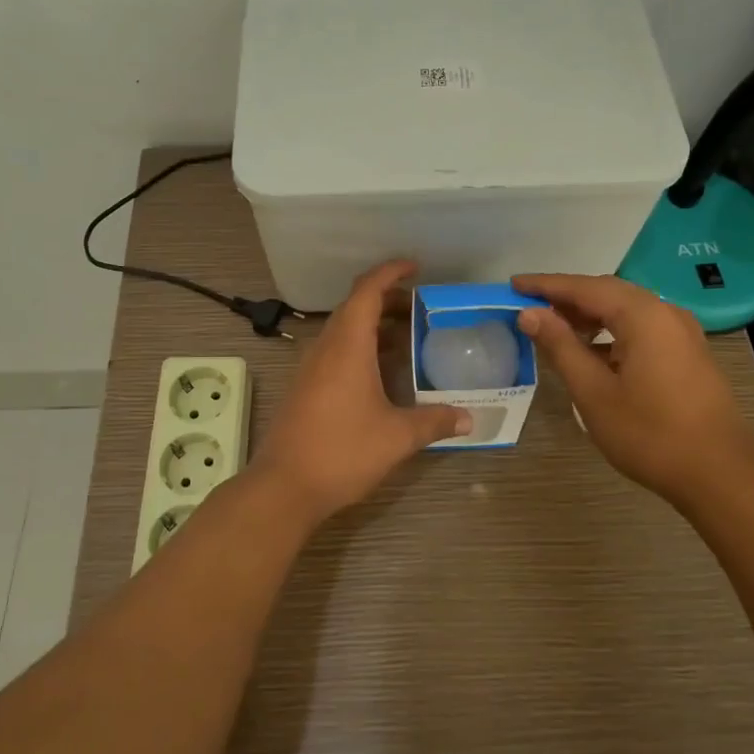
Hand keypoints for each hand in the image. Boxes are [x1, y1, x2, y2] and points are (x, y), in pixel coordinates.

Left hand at [255, 260, 471, 521]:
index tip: (415, 267)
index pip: (367, 291)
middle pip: (355, 307)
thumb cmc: (342, 451)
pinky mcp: (305, 388)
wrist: (283, 486)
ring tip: (408, 338)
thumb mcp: (397, 437)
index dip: (390, 272)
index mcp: (347, 346)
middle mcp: (326, 348)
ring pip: (344, 331)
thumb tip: (469, 418)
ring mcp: (311, 368)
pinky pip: (336, 352)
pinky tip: (382, 374)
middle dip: (388, 300)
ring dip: (374, 326)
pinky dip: (361, 348)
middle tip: (422, 309)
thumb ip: (434, 421)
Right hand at [513, 273, 753, 507]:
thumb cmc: (650, 434)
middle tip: (529, 306)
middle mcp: (665, 312)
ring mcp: (682, 332)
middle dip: (567, 297)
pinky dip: (611, 331)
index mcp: (643, 315)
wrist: (720, 474)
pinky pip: (641, 327)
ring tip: (554, 329)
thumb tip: (530, 314)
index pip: (584, 287)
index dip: (546, 285)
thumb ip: (560, 346)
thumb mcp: (593, 392)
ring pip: (626, 310)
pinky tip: (592, 352)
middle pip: (607, 292)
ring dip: (589, 315)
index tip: (514, 283)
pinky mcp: (688, 352)